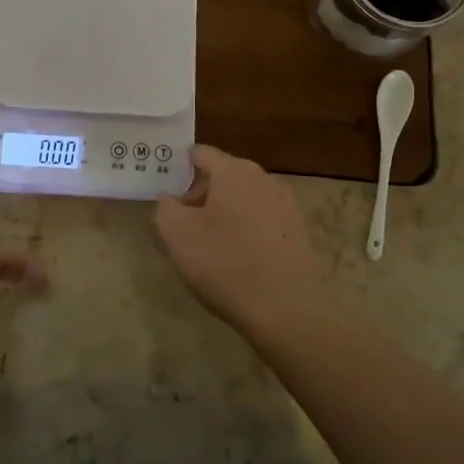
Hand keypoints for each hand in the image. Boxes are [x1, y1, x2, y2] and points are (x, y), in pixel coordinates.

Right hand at [154, 145, 323, 336]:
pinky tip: (237, 259)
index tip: (165, 189)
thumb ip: (165, 207)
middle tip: (182, 224)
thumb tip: (170, 199)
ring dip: (224, 213)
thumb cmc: (224, 263)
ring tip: (209, 245)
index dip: (179, 167)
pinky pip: (262, 220)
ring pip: (243, 198)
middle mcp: (263, 178)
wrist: (285, 310)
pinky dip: (246, 230)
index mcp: (233, 171)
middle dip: (200, 194)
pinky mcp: (298, 232)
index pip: (200, 154)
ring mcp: (286, 205)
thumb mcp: (176, 234)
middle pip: (223, 176)